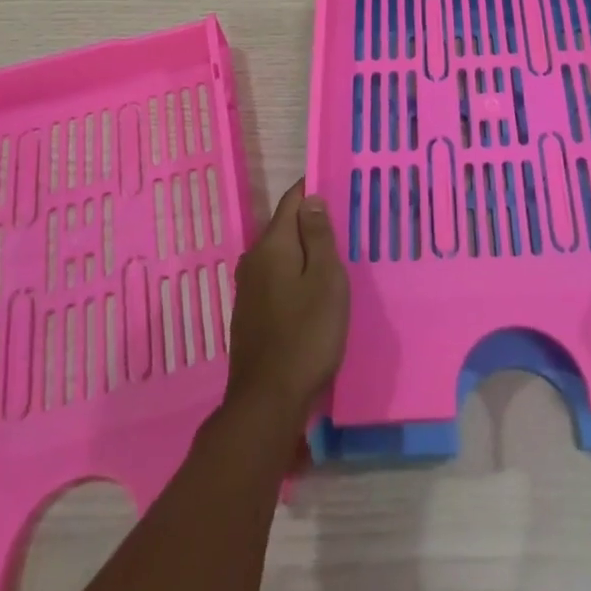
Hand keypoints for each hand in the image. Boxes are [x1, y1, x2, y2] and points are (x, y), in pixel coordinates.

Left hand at [226, 180, 348, 422]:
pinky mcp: (249, 315)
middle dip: (310, 224)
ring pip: (280, 256)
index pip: (292, 201)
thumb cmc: (306, 335)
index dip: (313, 191)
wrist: (267, 402)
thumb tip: (311, 199)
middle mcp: (253, 261)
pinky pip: (275, 280)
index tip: (337, 188)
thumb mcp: (326, 280)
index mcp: (272, 246)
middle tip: (343, 228)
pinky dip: (294, 277)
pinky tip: (310, 293)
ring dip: (303, 253)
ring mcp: (248, 290)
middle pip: (285, 228)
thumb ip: (319, 237)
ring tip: (331, 260)